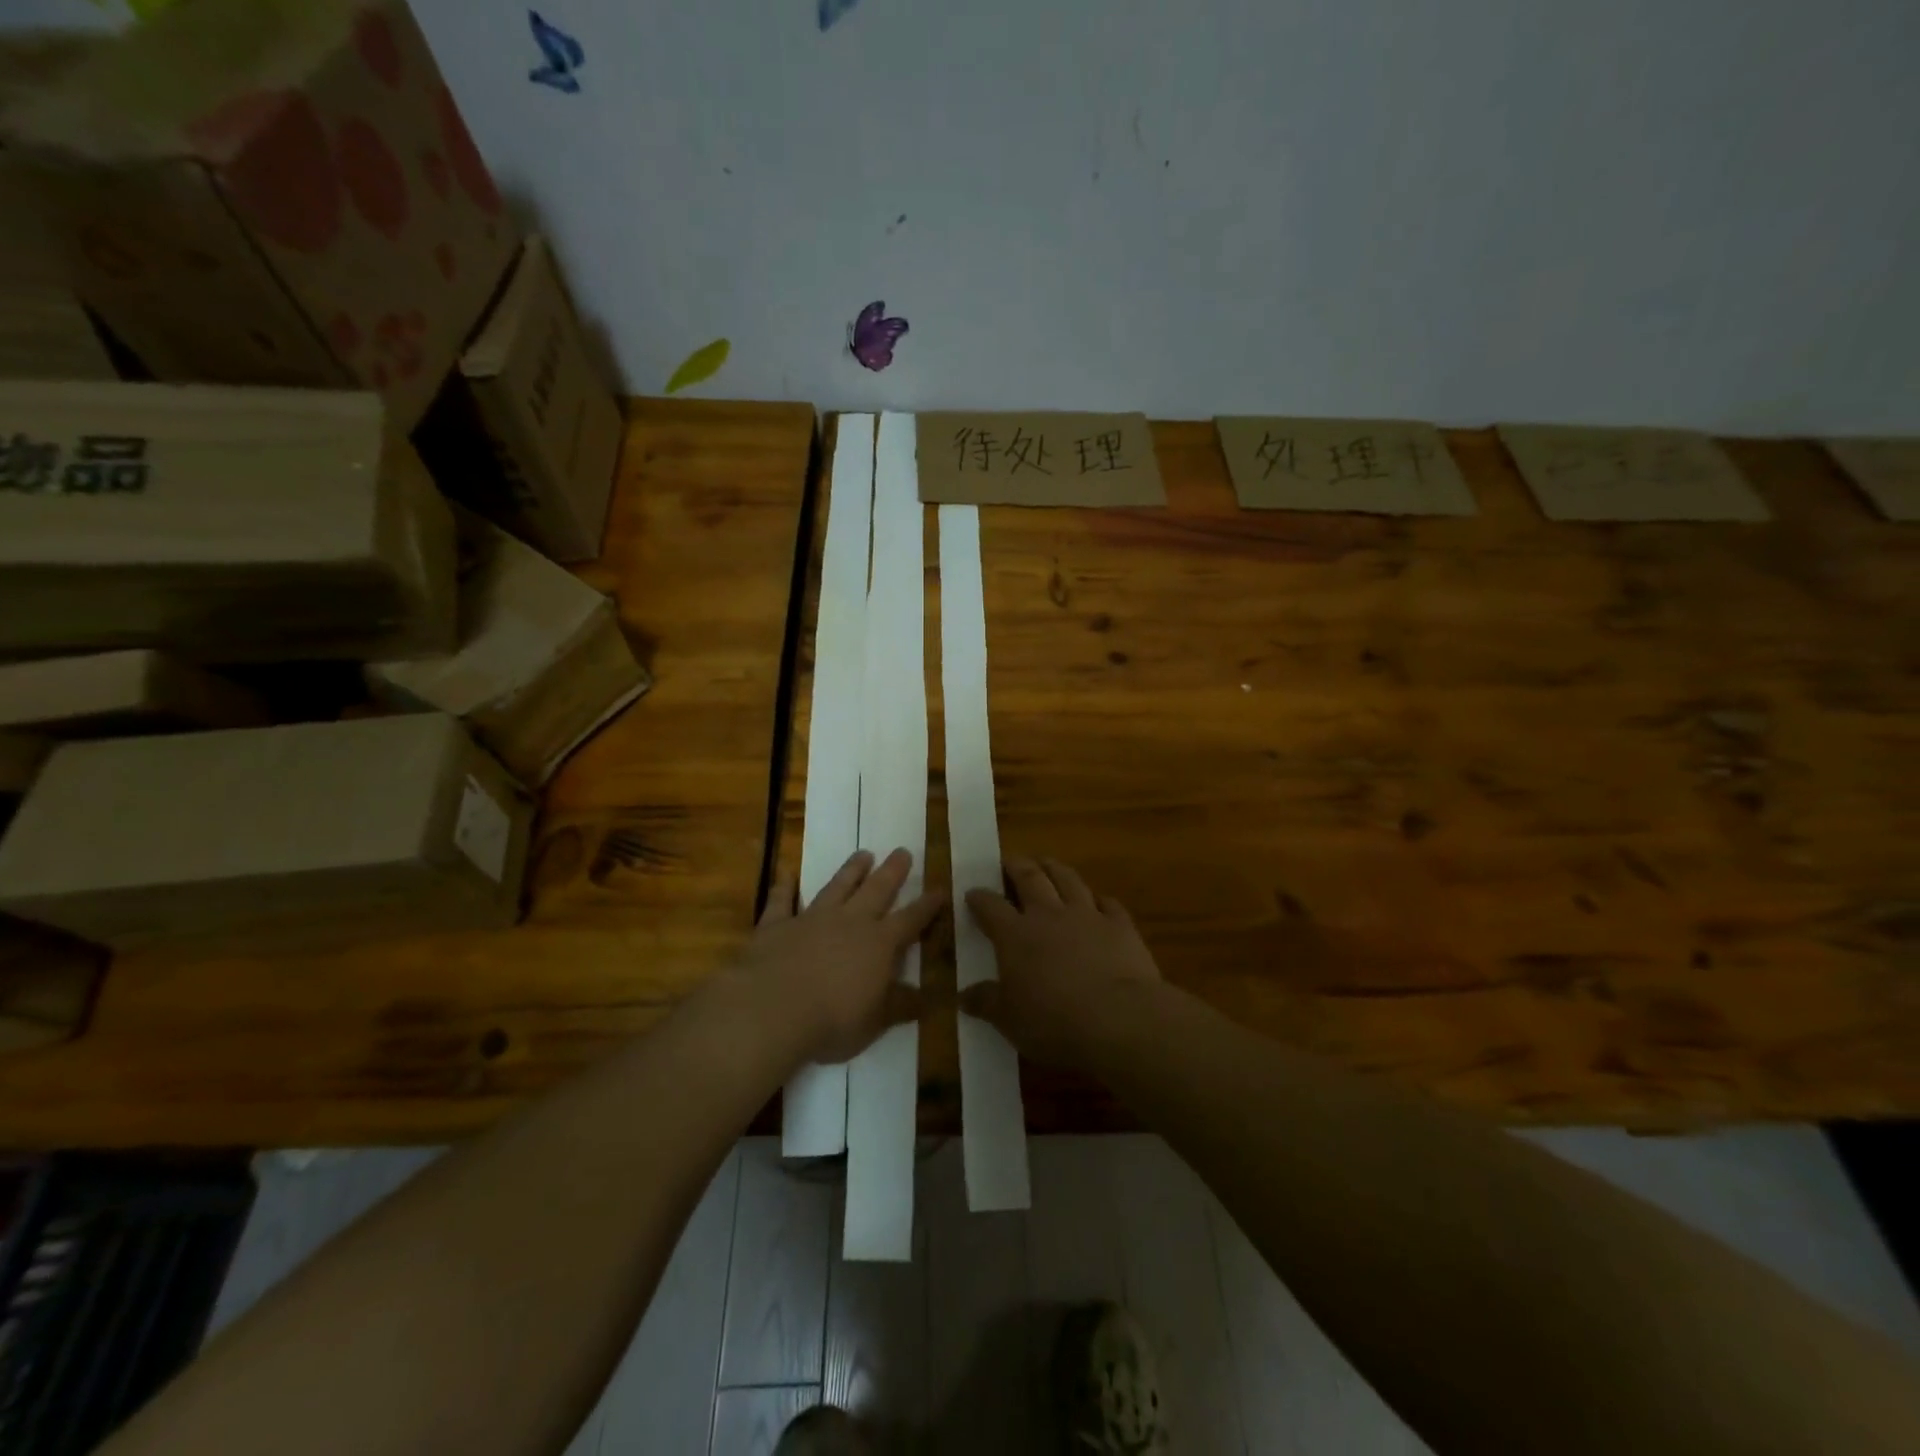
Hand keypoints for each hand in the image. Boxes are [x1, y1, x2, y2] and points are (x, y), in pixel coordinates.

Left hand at [732, 848, 942, 1065]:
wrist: (773, 1009)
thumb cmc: (832, 1021)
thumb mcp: (876, 1022)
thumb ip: (900, 1005)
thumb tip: (927, 997)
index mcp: (879, 944)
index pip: (910, 920)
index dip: (927, 906)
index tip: (940, 889)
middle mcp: (849, 922)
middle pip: (877, 890)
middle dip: (892, 872)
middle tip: (902, 851)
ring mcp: (812, 919)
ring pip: (837, 887)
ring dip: (851, 870)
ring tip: (863, 854)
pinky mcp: (777, 925)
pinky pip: (781, 900)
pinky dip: (783, 887)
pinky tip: (785, 873)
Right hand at [961, 857, 1162, 1068]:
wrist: (1120, 1019)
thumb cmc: (1054, 1022)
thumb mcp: (1009, 1020)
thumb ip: (986, 1003)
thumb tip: (962, 996)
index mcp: (1016, 935)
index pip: (990, 907)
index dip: (979, 897)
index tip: (972, 893)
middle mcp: (1049, 915)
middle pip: (1029, 878)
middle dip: (1016, 866)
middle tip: (1009, 860)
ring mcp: (1087, 915)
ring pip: (1068, 879)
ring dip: (1054, 868)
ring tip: (1046, 863)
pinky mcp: (1120, 925)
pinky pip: (1108, 903)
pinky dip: (1099, 899)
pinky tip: (1098, 900)